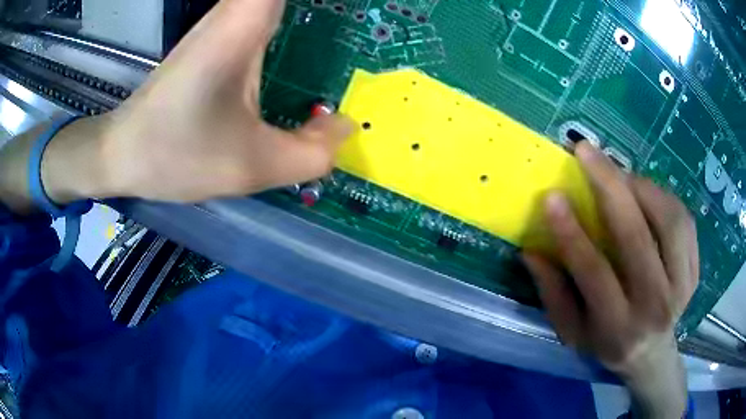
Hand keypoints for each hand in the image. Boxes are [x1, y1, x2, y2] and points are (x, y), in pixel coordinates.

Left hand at [96, 0, 351, 201]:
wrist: (122, 152)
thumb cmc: (175, 154)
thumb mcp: (251, 166)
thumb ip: (312, 153)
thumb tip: (344, 127)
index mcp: (243, 26)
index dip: (324, 1)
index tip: (361, 8)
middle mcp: (235, 12)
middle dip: (323, 9)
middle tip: (366, 20)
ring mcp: (224, 23)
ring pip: (275, 3)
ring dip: (307, 12)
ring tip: (345, 30)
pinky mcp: (218, 37)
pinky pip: (266, 15)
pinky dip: (290, 23)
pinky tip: (306, 47)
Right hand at [523, 141, 697, 417]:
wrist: (651, 354)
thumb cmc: (608, 343)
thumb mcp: (573, 332)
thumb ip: (554, 294)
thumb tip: (533, 251)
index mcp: (617, 327)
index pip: (594, 273)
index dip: (572, 233)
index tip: (552, 195)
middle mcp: (654, 306)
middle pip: (636, 238)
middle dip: (609, 186)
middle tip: (586, 151)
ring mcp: (681, 287)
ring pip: (668, 220)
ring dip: (641, 186)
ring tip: (619, 174)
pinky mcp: (695, 270)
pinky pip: (684, 221)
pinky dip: (664, 196)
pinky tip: (646, 192)